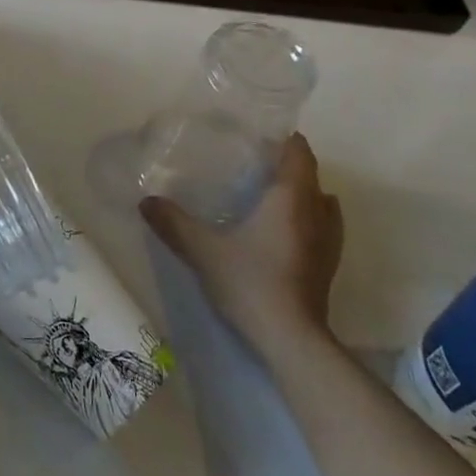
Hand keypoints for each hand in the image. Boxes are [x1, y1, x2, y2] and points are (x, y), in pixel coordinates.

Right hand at [141, 133, 342, 346]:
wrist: (292, 341)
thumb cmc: (251, 282)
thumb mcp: (204, 251)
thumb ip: (174, 223)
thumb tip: (146, 200)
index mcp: (291, 197)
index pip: (299, 152)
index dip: (284, 139)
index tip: (259, 134)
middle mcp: (317, 212)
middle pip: (310, 174)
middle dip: (287, 164)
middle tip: (252, 162)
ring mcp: (328, 241)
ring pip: (321, 201)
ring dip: (302, 192)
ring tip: (269, 194)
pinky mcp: (328, 266)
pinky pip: (323, 226)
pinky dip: (308, 218)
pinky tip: (284, 231)